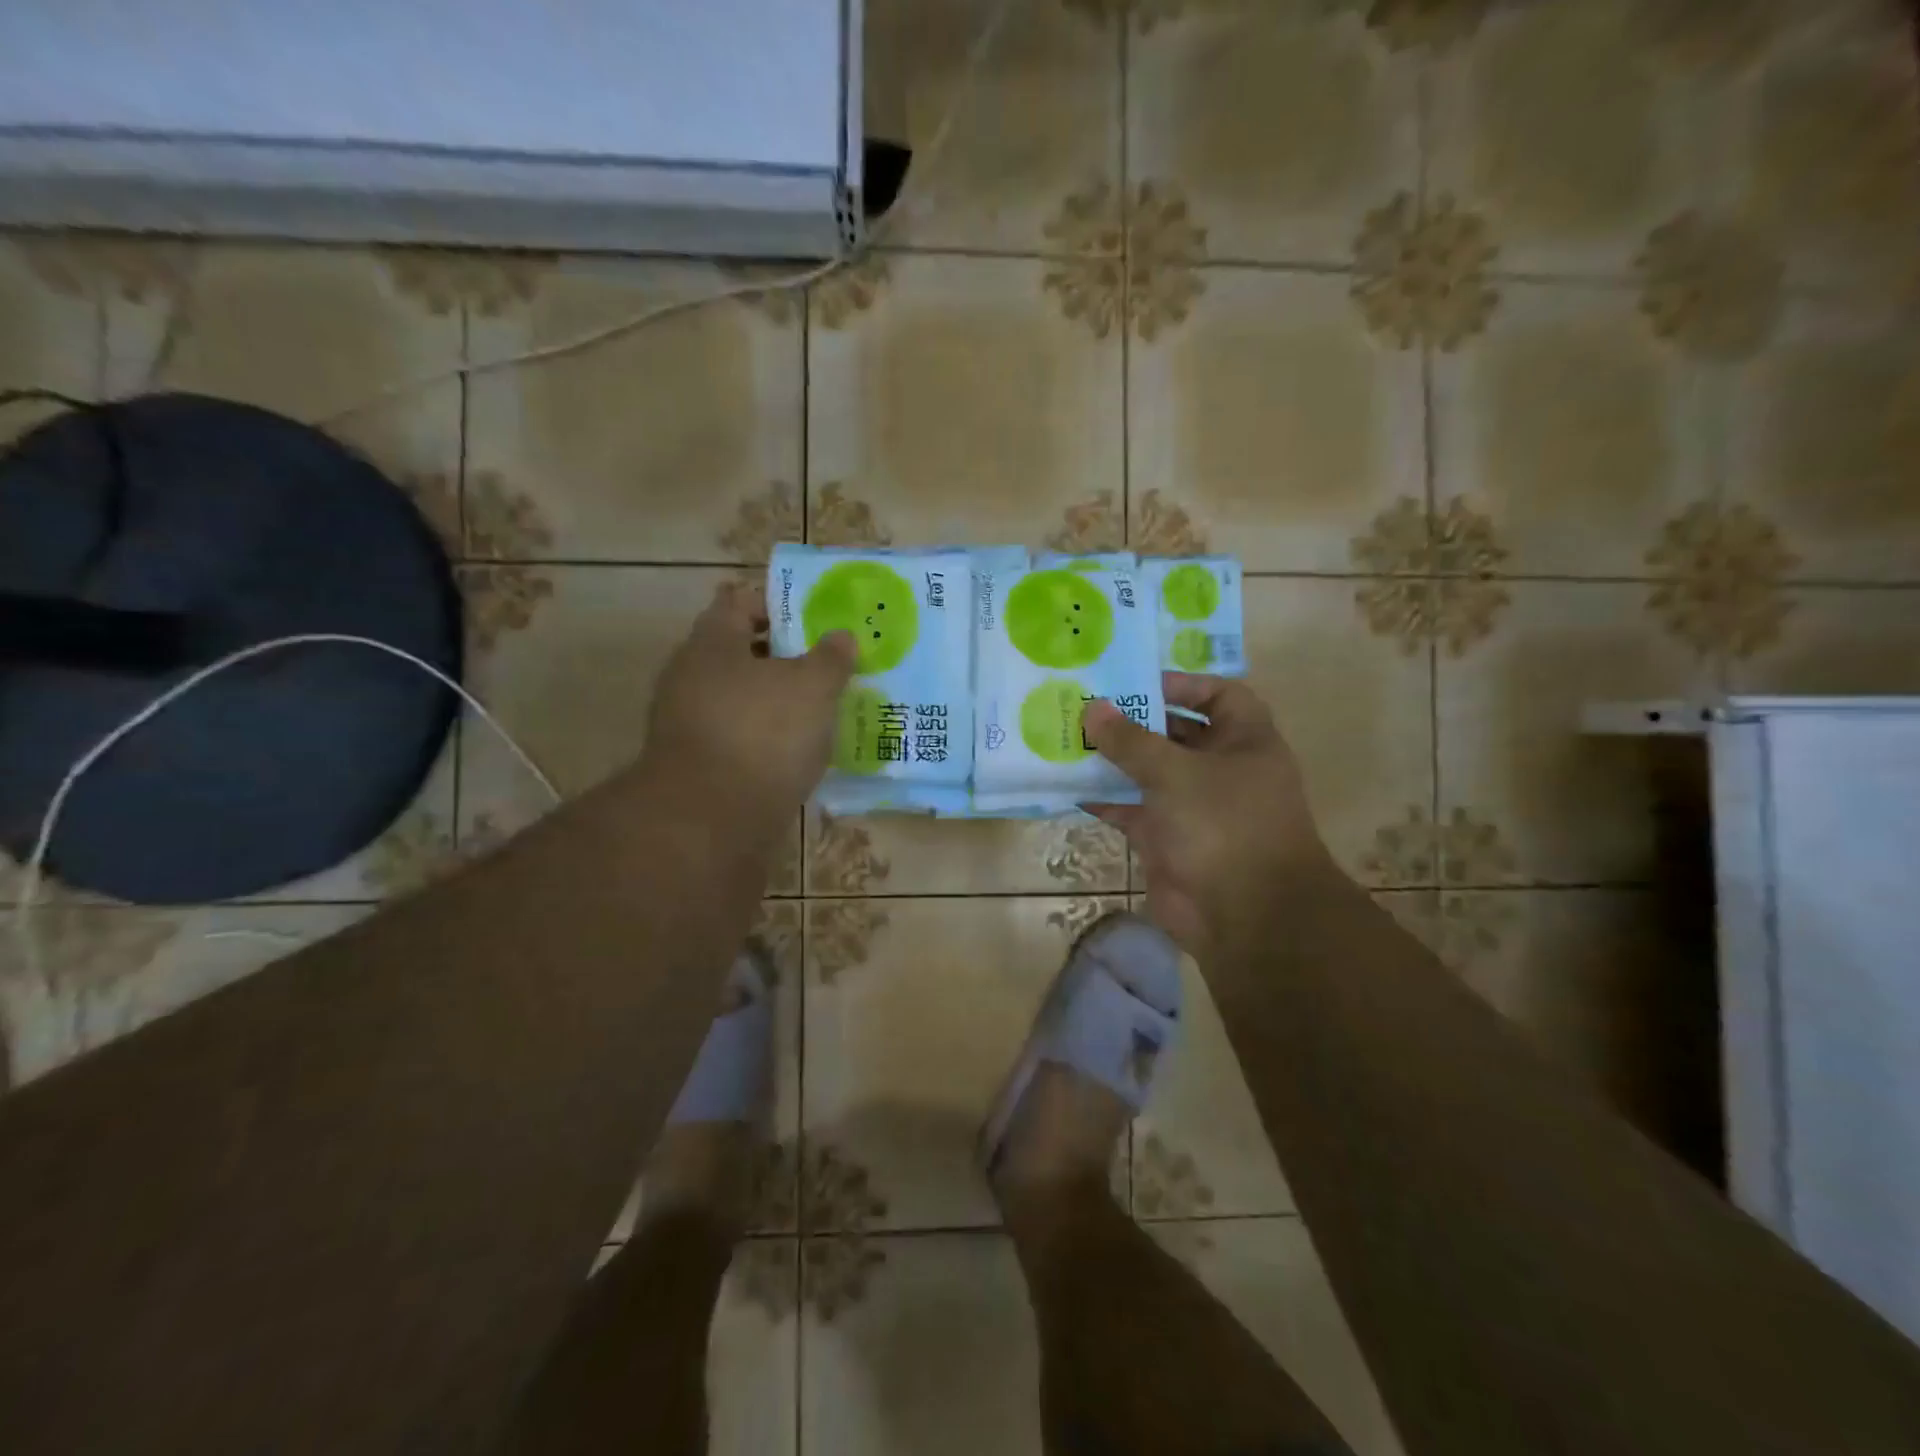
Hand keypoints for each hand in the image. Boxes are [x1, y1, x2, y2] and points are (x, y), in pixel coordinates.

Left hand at [645, 582, 855, 826]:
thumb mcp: (812, 687)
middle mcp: (692, 676)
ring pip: (742, 697)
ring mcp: (689, 722)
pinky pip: (740, 735)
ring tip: (823, 708)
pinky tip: (800, 749)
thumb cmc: (763, 733)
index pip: (740, 602)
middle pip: (742, 652)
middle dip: (785, 656)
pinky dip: (768, 736)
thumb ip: (831, 658)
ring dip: (778, 700)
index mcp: (712, 643)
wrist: (711, 820)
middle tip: (829, 663)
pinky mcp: (698, 763)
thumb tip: (841, 636)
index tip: (817, 618)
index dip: (779, 605)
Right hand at [1082, 674, 1336, 964]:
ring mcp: (1193, 806)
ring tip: (1068, 737)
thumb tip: (1093, 709)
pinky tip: (1068, 785)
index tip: (1136, 682)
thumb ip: (1131, 740)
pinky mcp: (1166, 838)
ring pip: (1148, 772)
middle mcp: (1221, 769)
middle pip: (1175, 733)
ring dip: (1113, 759)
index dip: (1182, 684)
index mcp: (1245, 741)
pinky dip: (1104, 799)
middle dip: (1134, 721)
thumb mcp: (1176, 772)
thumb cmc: (1223, 824)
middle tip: (1086, 705)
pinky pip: (1131, 809)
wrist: (1245, 917)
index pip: (1219, 695)